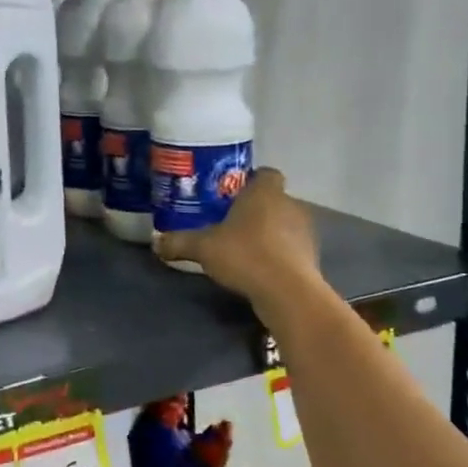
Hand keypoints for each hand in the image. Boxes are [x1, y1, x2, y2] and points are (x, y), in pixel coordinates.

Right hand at [154, 167, 320, 300]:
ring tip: (244, 248)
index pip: (265, 173)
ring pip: (284, 224)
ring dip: (269, 233)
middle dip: (255, 210)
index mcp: (265, 193)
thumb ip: (179, 242)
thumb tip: (155, 243)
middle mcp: (290, 205)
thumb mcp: (203, 247)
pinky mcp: (312, 258)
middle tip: (230, 223)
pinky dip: (278, 255)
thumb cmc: (245, 255)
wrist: (288, 293)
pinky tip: (259, 269)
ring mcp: (305, 232)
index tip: (231, 194)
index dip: (250, 180)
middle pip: (273, 200)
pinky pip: (291, 248)